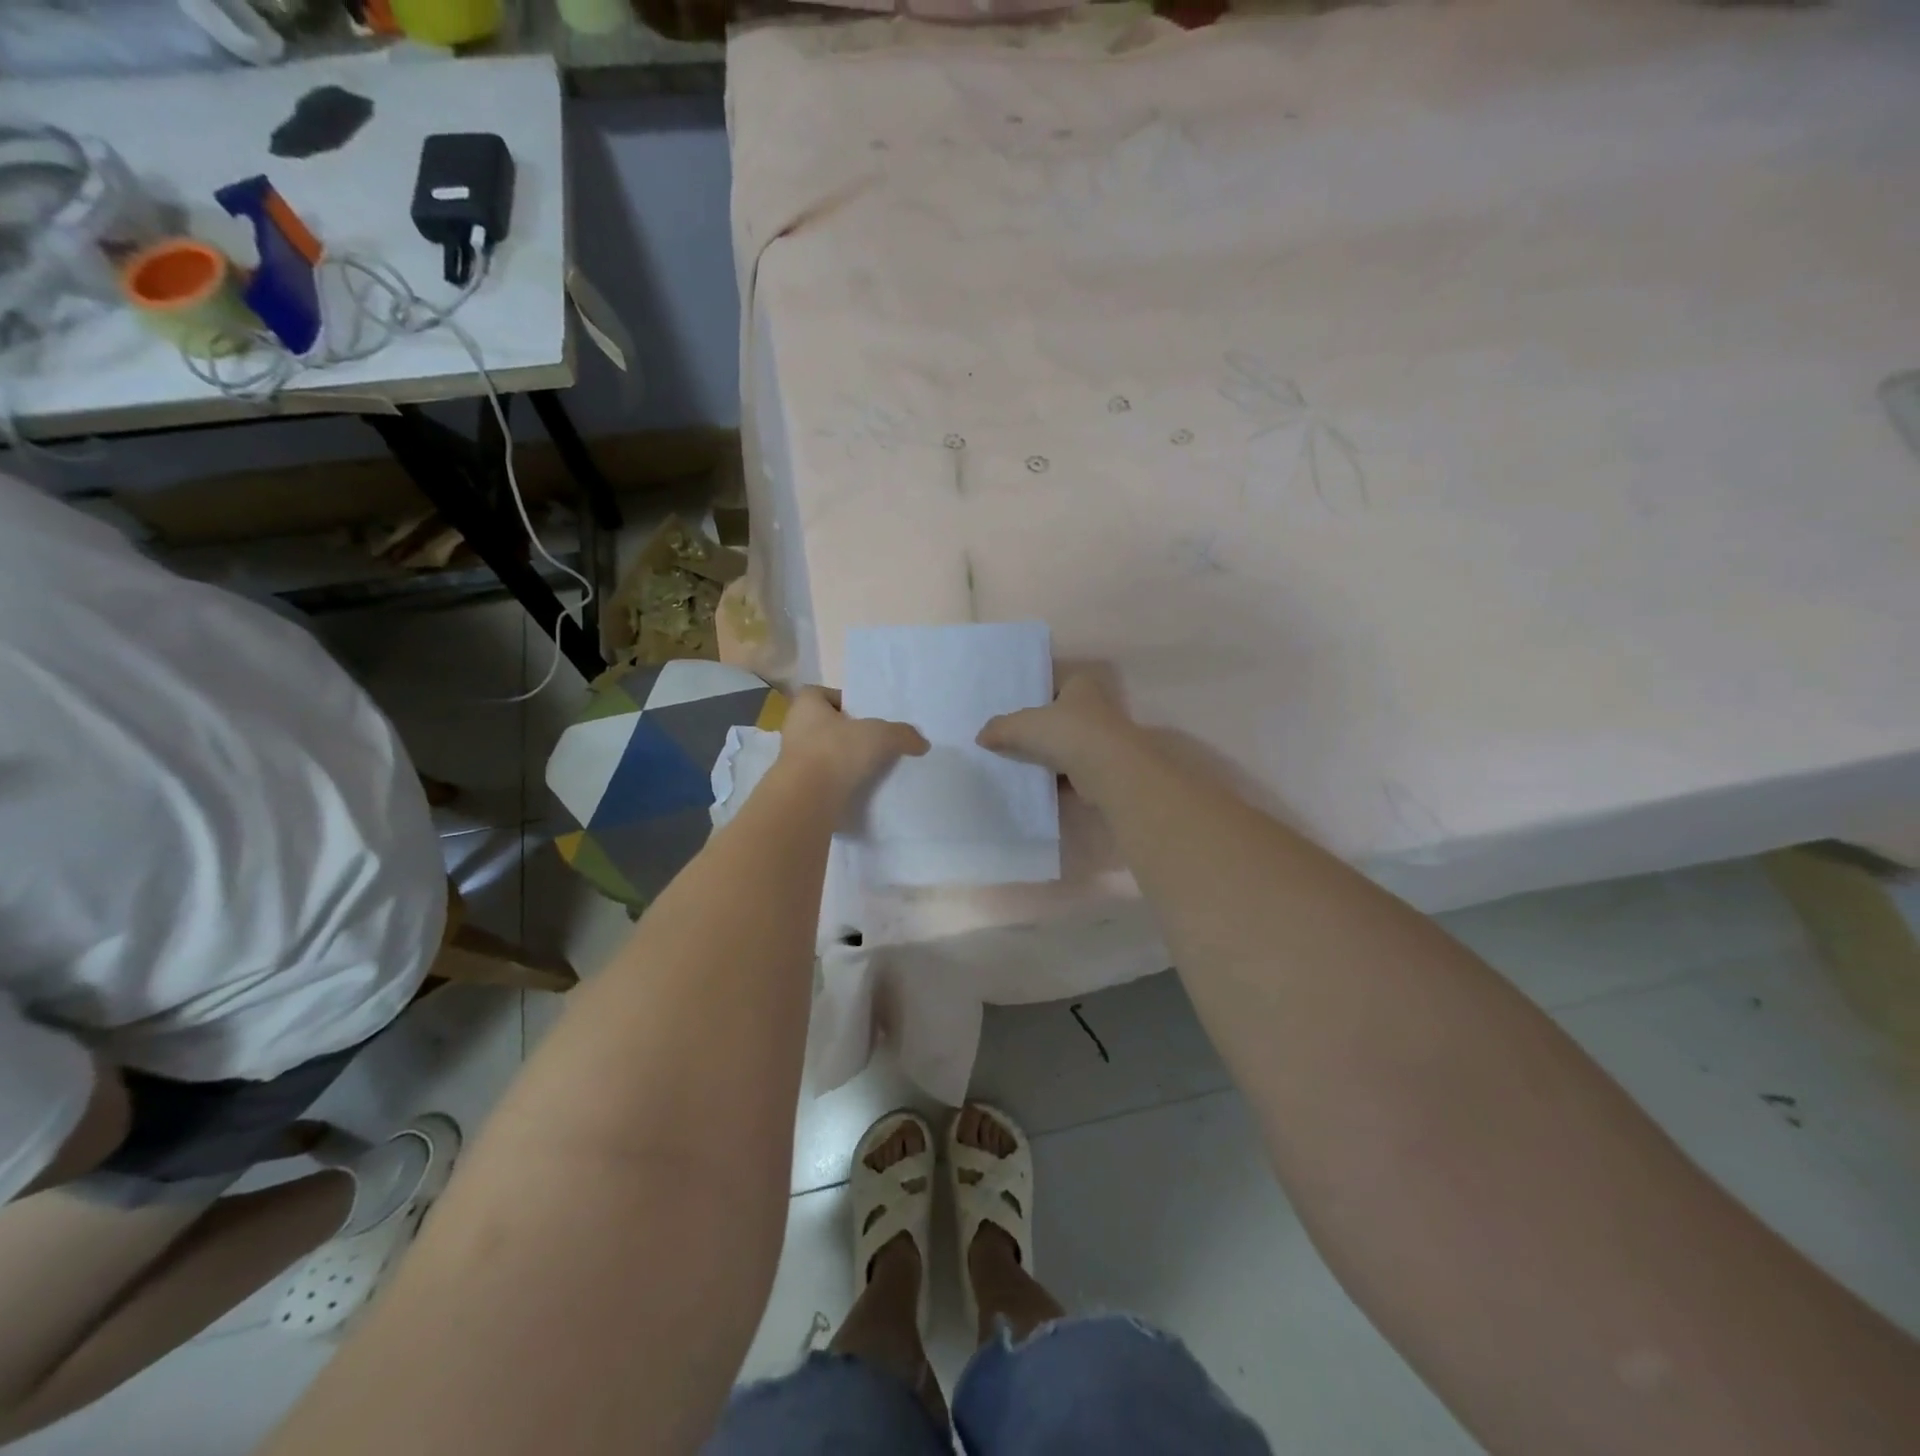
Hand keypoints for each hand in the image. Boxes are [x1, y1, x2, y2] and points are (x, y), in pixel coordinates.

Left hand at [780, 686, 927, 796]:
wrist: (808, 801)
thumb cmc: (836, 751)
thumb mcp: (881, 735)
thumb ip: (903, 734)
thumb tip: (922, 743)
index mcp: (806, 705)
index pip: (822, 694)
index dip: (843, 701)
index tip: (865, 714)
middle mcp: (794, 729)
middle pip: (825, 725)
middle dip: (848, 733)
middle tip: (875, 740)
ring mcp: (793, 762)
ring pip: (825, 754)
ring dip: (844, 760)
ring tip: (873, 767)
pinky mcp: (799, 789)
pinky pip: (824, 780)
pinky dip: (840, 783)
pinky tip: (862, 788)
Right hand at [976, 671, 1141, 797]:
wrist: (1110, 771)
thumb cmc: (1068, 733)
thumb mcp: (1023, 725)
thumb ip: (1001, 728)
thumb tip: (981, 736)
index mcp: (1081, 686)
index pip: (1056, 684)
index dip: (1037, 696)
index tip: (1017, 711)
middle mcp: (1096, 708)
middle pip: (1062, 716)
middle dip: (1042, 728)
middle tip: (1012, 739)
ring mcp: (1103, 740)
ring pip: (1069, 745)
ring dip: (1051, 755)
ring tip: (1020, 764)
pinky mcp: (1104, 768)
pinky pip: (1074, 771)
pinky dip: (1058, 778)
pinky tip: (1038, 784)